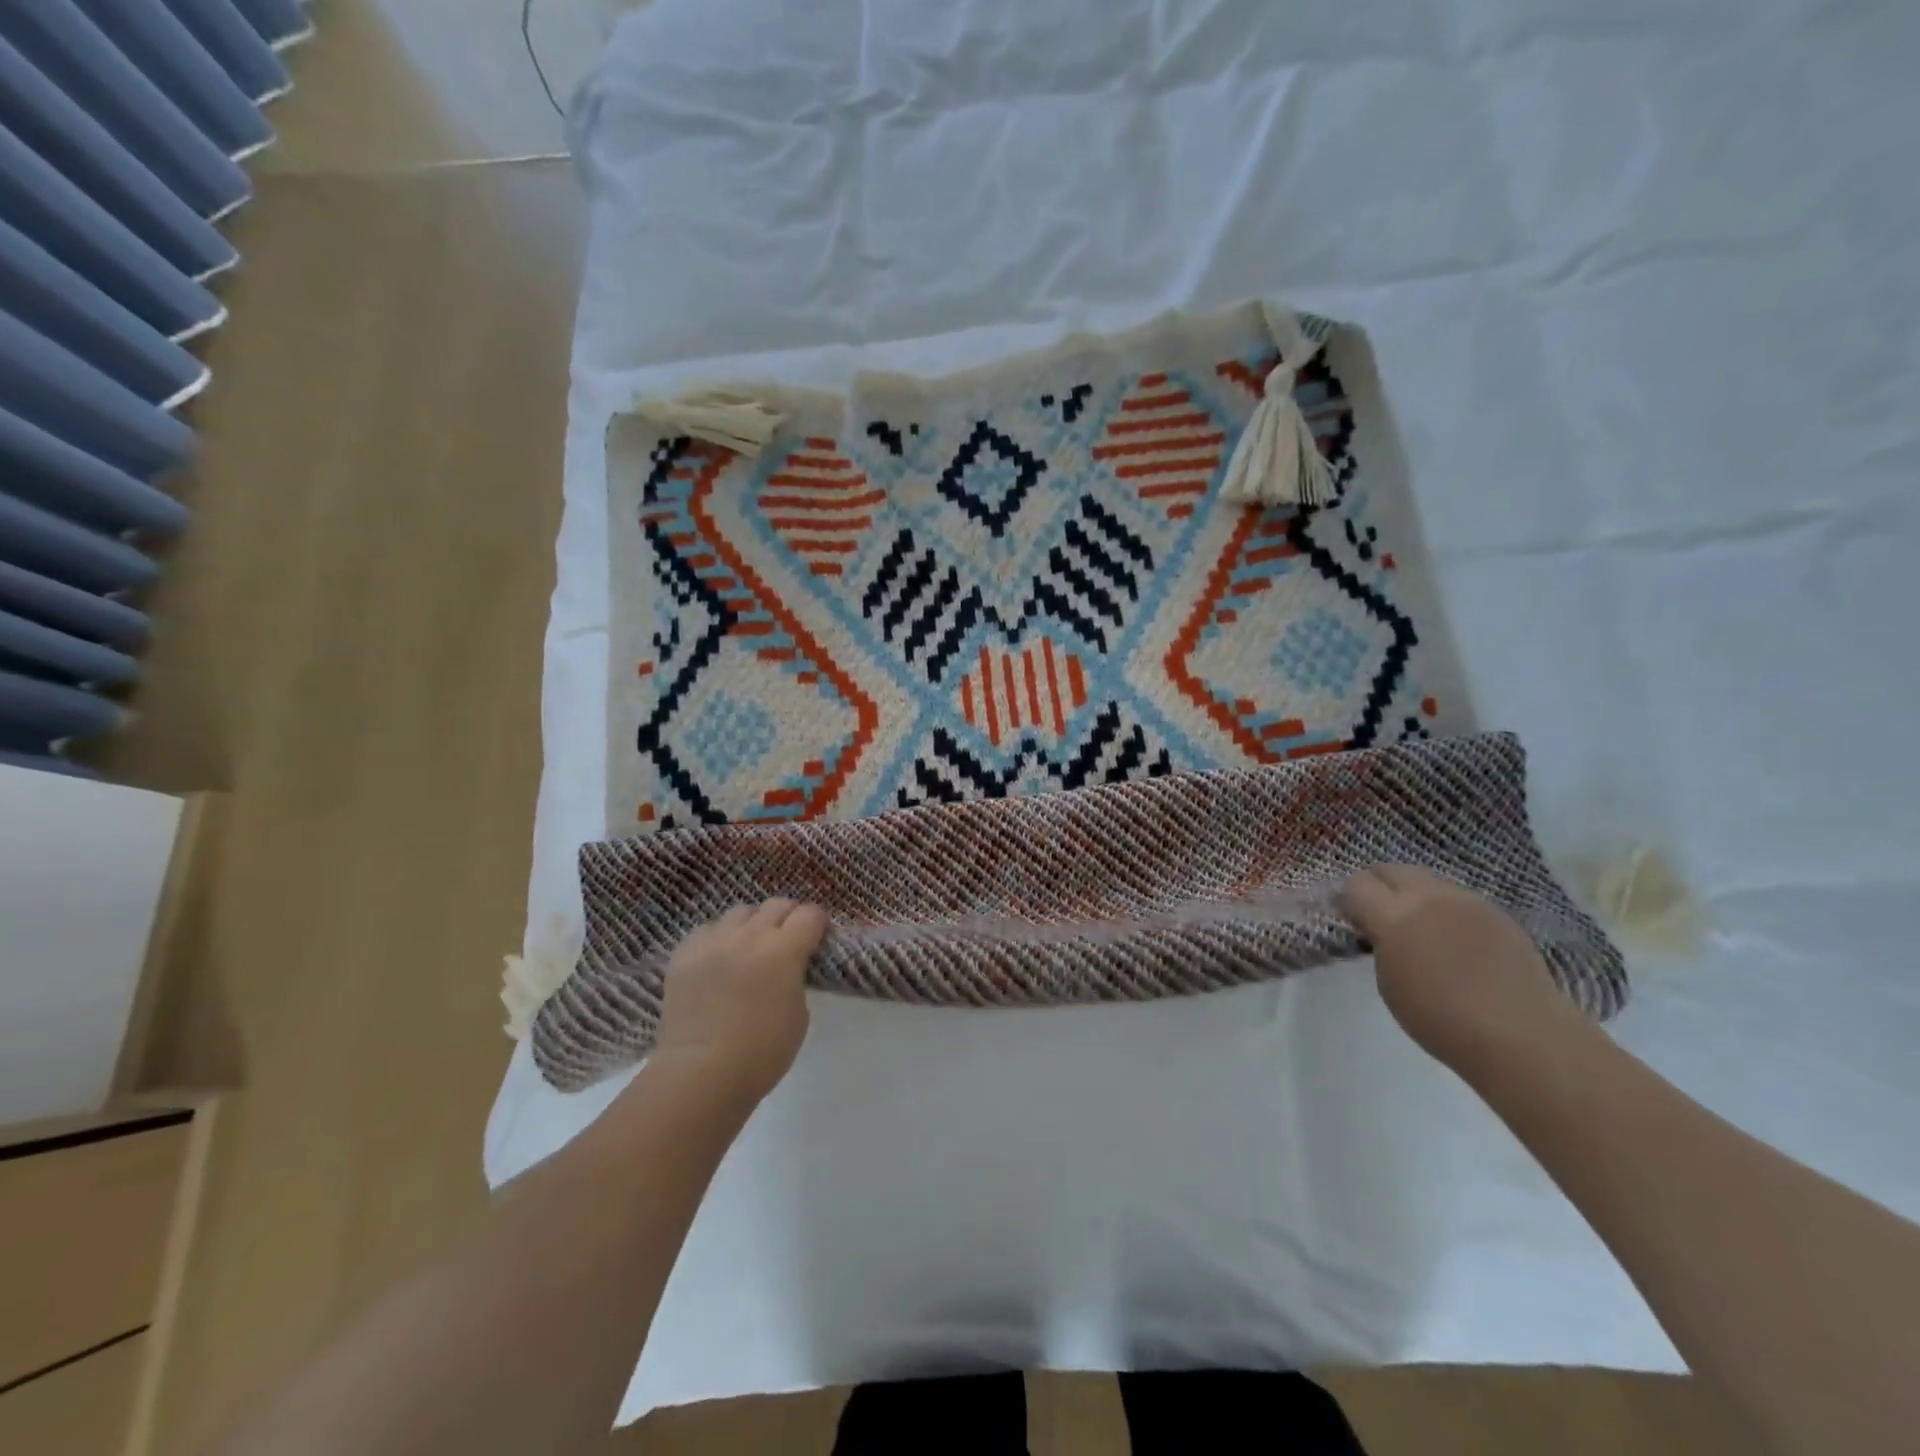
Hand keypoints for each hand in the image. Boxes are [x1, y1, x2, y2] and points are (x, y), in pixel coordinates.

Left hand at [650, 899, 828, 1108]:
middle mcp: (750, 935)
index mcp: (784, 949)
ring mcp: (714, 941)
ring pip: (740, 912)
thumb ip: (795, 978)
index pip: (810, 914)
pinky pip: (707, 930)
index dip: (818, 923)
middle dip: (789, 917)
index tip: (818, 937)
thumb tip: (787, 968)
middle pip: (777, 904)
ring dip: (752, 924)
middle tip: (789, 939)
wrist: (700, 1074)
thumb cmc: (761, 1053)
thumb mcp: (798, 1014)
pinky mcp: (684, 953)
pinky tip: (719, 959)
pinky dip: (719, 938)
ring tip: (750, 946)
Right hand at [1337, 865, 1582, 1072]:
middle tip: (1376, 913)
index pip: (1356, 884)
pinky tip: (1453, 938)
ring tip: (1417, 924)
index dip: (1347, 898)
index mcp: (1394, 916)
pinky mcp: (1497, 911)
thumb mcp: (1389, 983)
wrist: (1522, 1036)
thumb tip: (1381, 930)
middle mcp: (1428, 897)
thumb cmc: (1441, 1020)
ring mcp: (1466, 900)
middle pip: (1391, 869)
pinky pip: (1458, 897)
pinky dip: (1445, 908)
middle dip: (1377, 885)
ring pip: (1426, 879)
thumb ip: (1380, 945)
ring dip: (1412, 893)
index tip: (1348, 917)